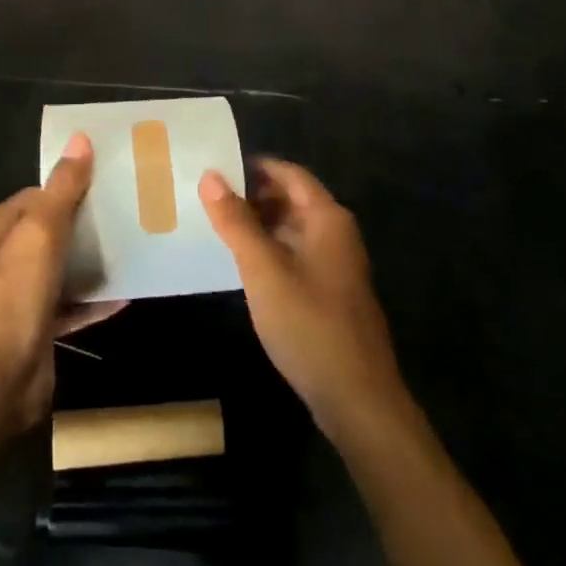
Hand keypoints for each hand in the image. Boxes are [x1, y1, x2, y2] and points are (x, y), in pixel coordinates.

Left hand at [0, 134, 122, 445]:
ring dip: (92, 259)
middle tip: (129, 209)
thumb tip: (79, 139)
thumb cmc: (11, 298)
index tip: (108, 179)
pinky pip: (71, 305)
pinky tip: (126, 293)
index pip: (35, 194)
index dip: (69, 185)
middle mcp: (2, 260)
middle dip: (85, 221)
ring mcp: (18, 297)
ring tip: (133, 245)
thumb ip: (62, 188)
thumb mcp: (39, 233)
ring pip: (62, 267)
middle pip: (50, 230)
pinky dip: (94, 299)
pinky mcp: (37, 329)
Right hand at [199, 159, 409, 443]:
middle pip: (291, 199)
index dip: (254, 167)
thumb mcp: (263, 270)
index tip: (216, 167)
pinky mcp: (331, 293)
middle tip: (208, 198)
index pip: (289, 173)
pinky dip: (270, 251)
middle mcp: (336, 233)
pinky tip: (243, 265)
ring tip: (217, 228)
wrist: (357, 399)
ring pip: (292, 229)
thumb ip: (236, 222)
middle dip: (253, 196)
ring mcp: (336, 265)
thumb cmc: (309, 324)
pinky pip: (296, 256)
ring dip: (259, 225)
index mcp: (327, 218)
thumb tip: (210, 176)